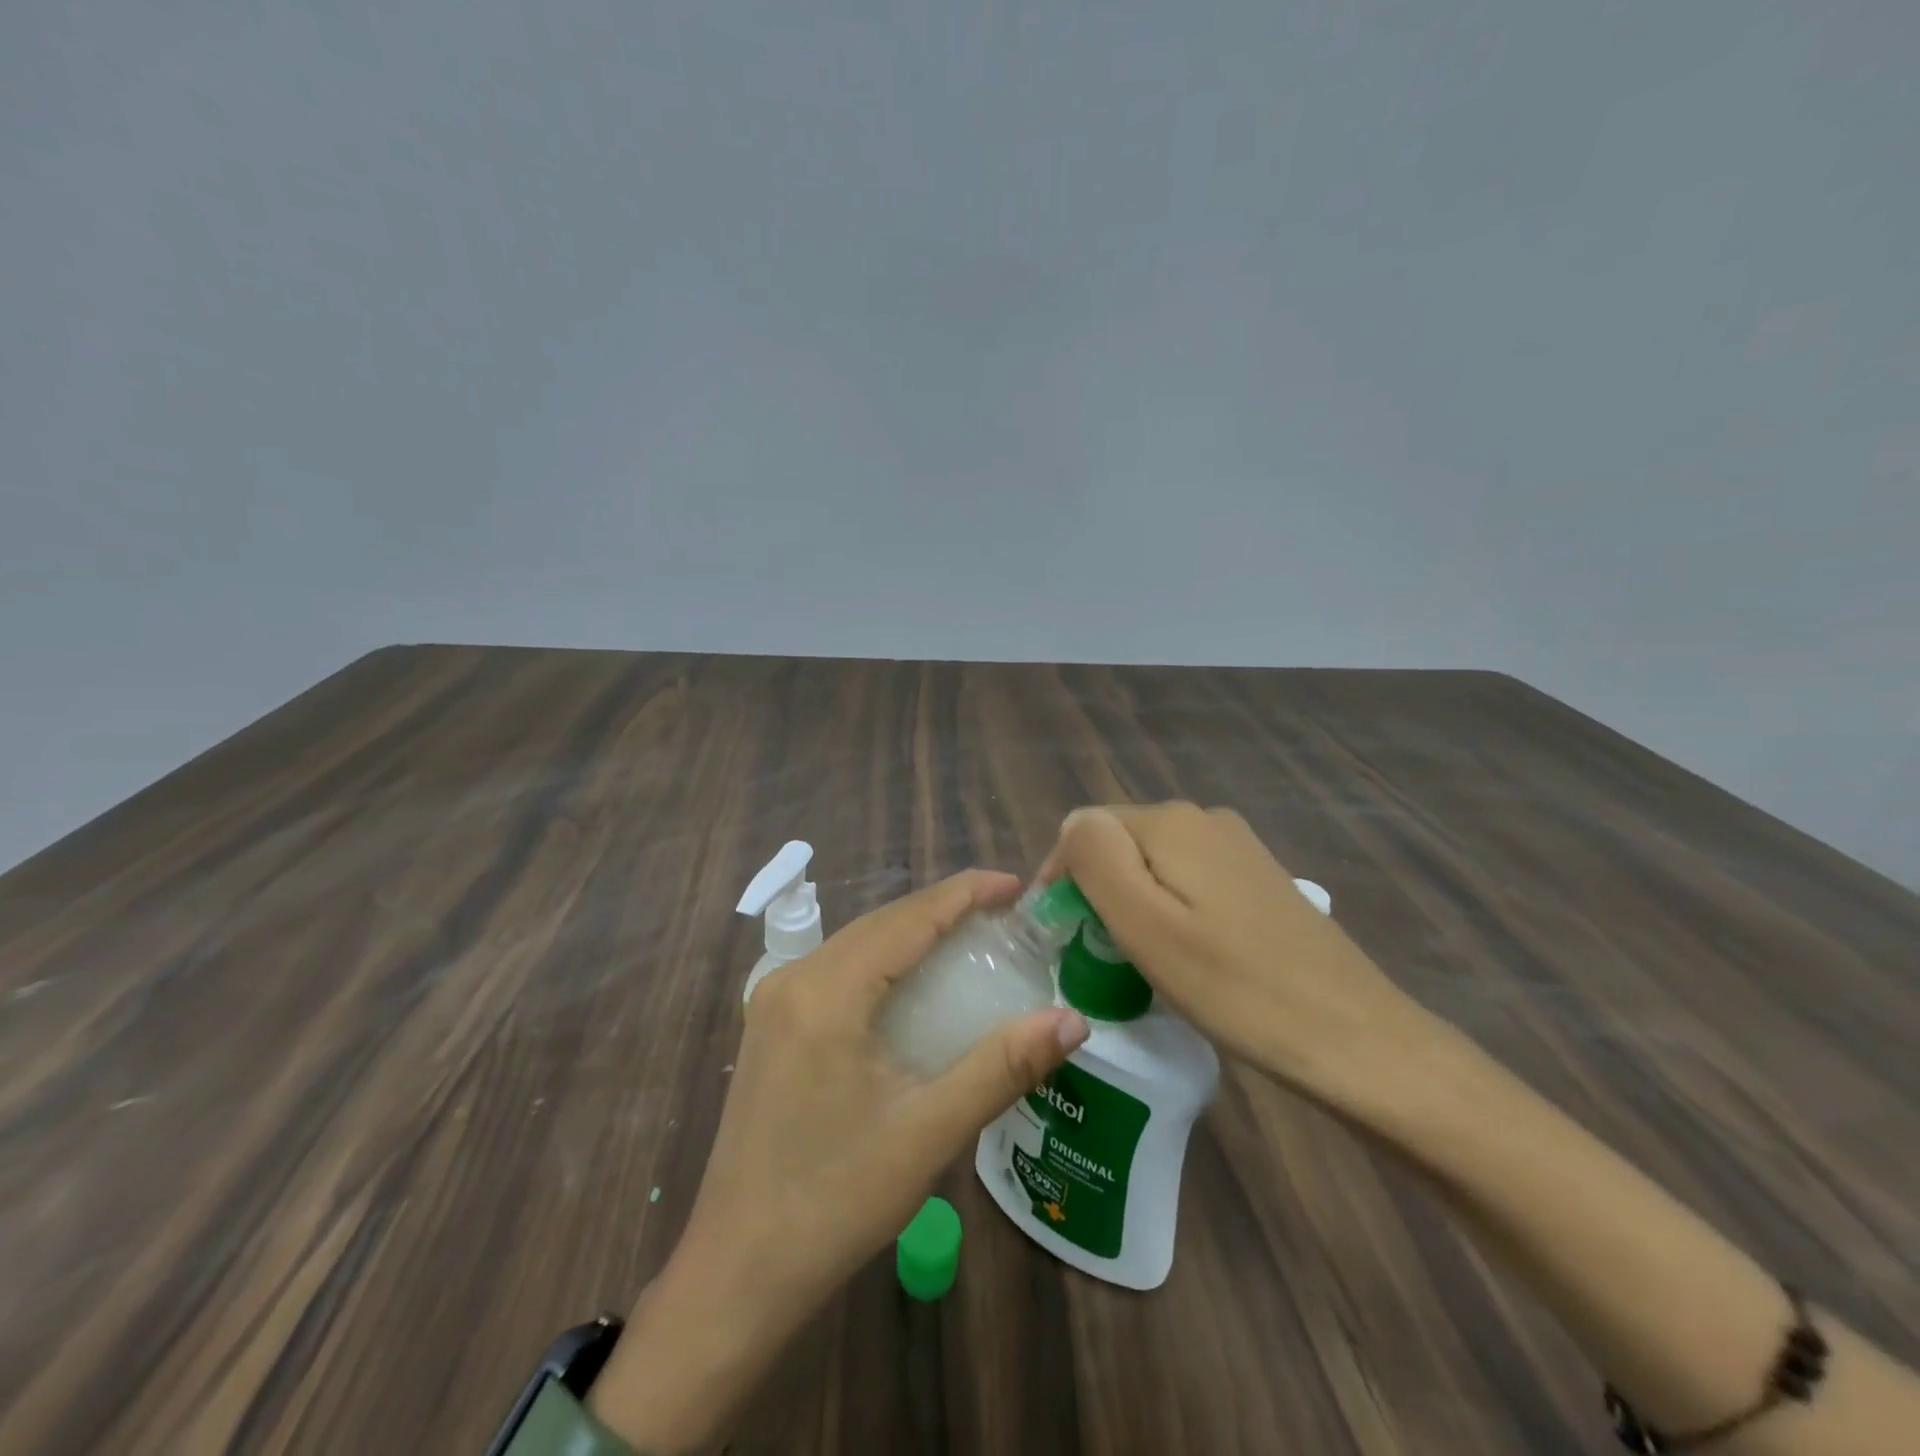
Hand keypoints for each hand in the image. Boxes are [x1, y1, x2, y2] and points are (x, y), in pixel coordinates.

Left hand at [589, 870, 1089, 1452]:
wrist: (737, 1271)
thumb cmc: (835, 1201)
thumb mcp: (928, 1133)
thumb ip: (1002, 1067)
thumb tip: (1073, 1020)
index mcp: (826, 992)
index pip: (908, 918)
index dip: (965, 893)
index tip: (1017, 886)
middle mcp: (794, 978)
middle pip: (882, 922)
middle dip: (944, 909)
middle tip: (1006, 915)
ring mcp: (775, 999)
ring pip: (858, 942)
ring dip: (913, 933)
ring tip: (972, 937)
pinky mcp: (771, 1024)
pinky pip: (838, 968)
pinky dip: (885, 961)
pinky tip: (915, 981)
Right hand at [1041, 804, 1428, 1102]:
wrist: (1355, 1038)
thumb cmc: (1235, 987)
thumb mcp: (1145, 925)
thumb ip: (1095, 860)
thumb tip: (1074, 827)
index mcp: (1171, 821)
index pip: (1083, 830)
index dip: (1063, 881)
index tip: (1064, 940)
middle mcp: (1205, 818)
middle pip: (1120, 844)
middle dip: (1099, 892)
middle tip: (1104, 958)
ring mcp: (1238, 847)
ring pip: (1153, 864)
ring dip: (1134, 906)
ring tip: (1143, 964)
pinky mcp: (1259, 879)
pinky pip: (1189, 881)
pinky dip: (1171, 913)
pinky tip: (1188, 957)